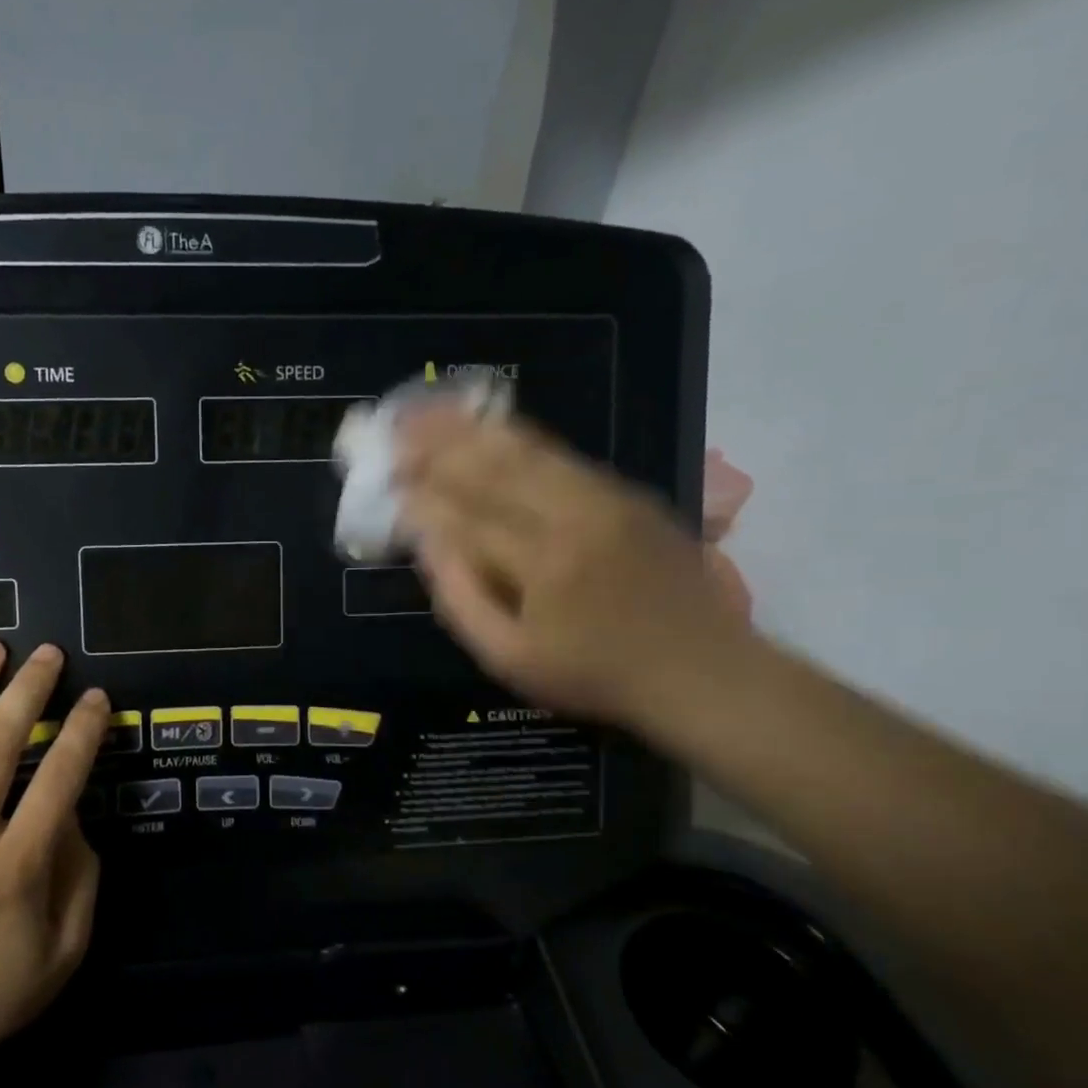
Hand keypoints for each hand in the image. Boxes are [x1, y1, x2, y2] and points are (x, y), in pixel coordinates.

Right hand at [396, 408, 751, 727]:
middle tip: (393, 433)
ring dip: (470, 430)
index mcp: (542, 564)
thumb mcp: (512, 659)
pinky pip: (558, 453)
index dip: (419, 497)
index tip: (385, 481)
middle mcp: (573, 516)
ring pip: (525, 450)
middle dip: (436, 447)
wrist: (702, 669)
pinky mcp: (625, 492)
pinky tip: (484, 424)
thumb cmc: (595, 674)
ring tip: (427, 413)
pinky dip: (513, 436)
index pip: (464, 517)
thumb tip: (426, 543)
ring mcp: (605, 497)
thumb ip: (462, 599)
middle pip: (491, 468)